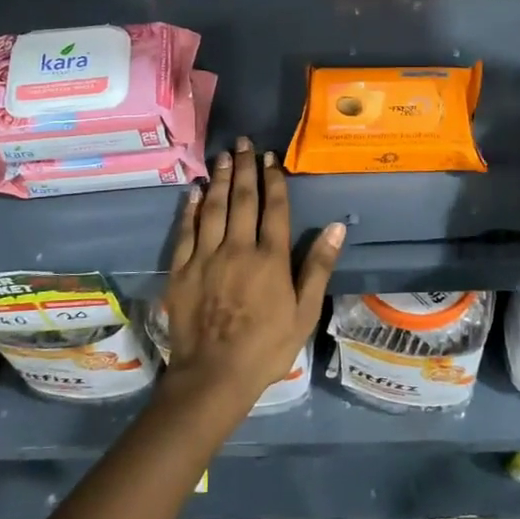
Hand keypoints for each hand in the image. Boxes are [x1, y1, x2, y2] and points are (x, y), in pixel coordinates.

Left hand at [161, 137, 344, 411]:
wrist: (214, 376)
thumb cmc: (267, 347)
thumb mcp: (305, 312)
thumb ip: (318, 267)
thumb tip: (337, 227)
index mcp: (270, 258)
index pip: (273, 208)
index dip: (273, 180)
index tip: (270, 157)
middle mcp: (238, 248)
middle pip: (243, 200)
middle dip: (245, 168)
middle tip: (243, 142)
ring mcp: (206, 257)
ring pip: (214, 208)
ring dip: (220, 179)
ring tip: (223, 156)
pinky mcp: (182, 270)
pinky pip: (186, 230)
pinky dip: (191, 208)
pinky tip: (195, 190)